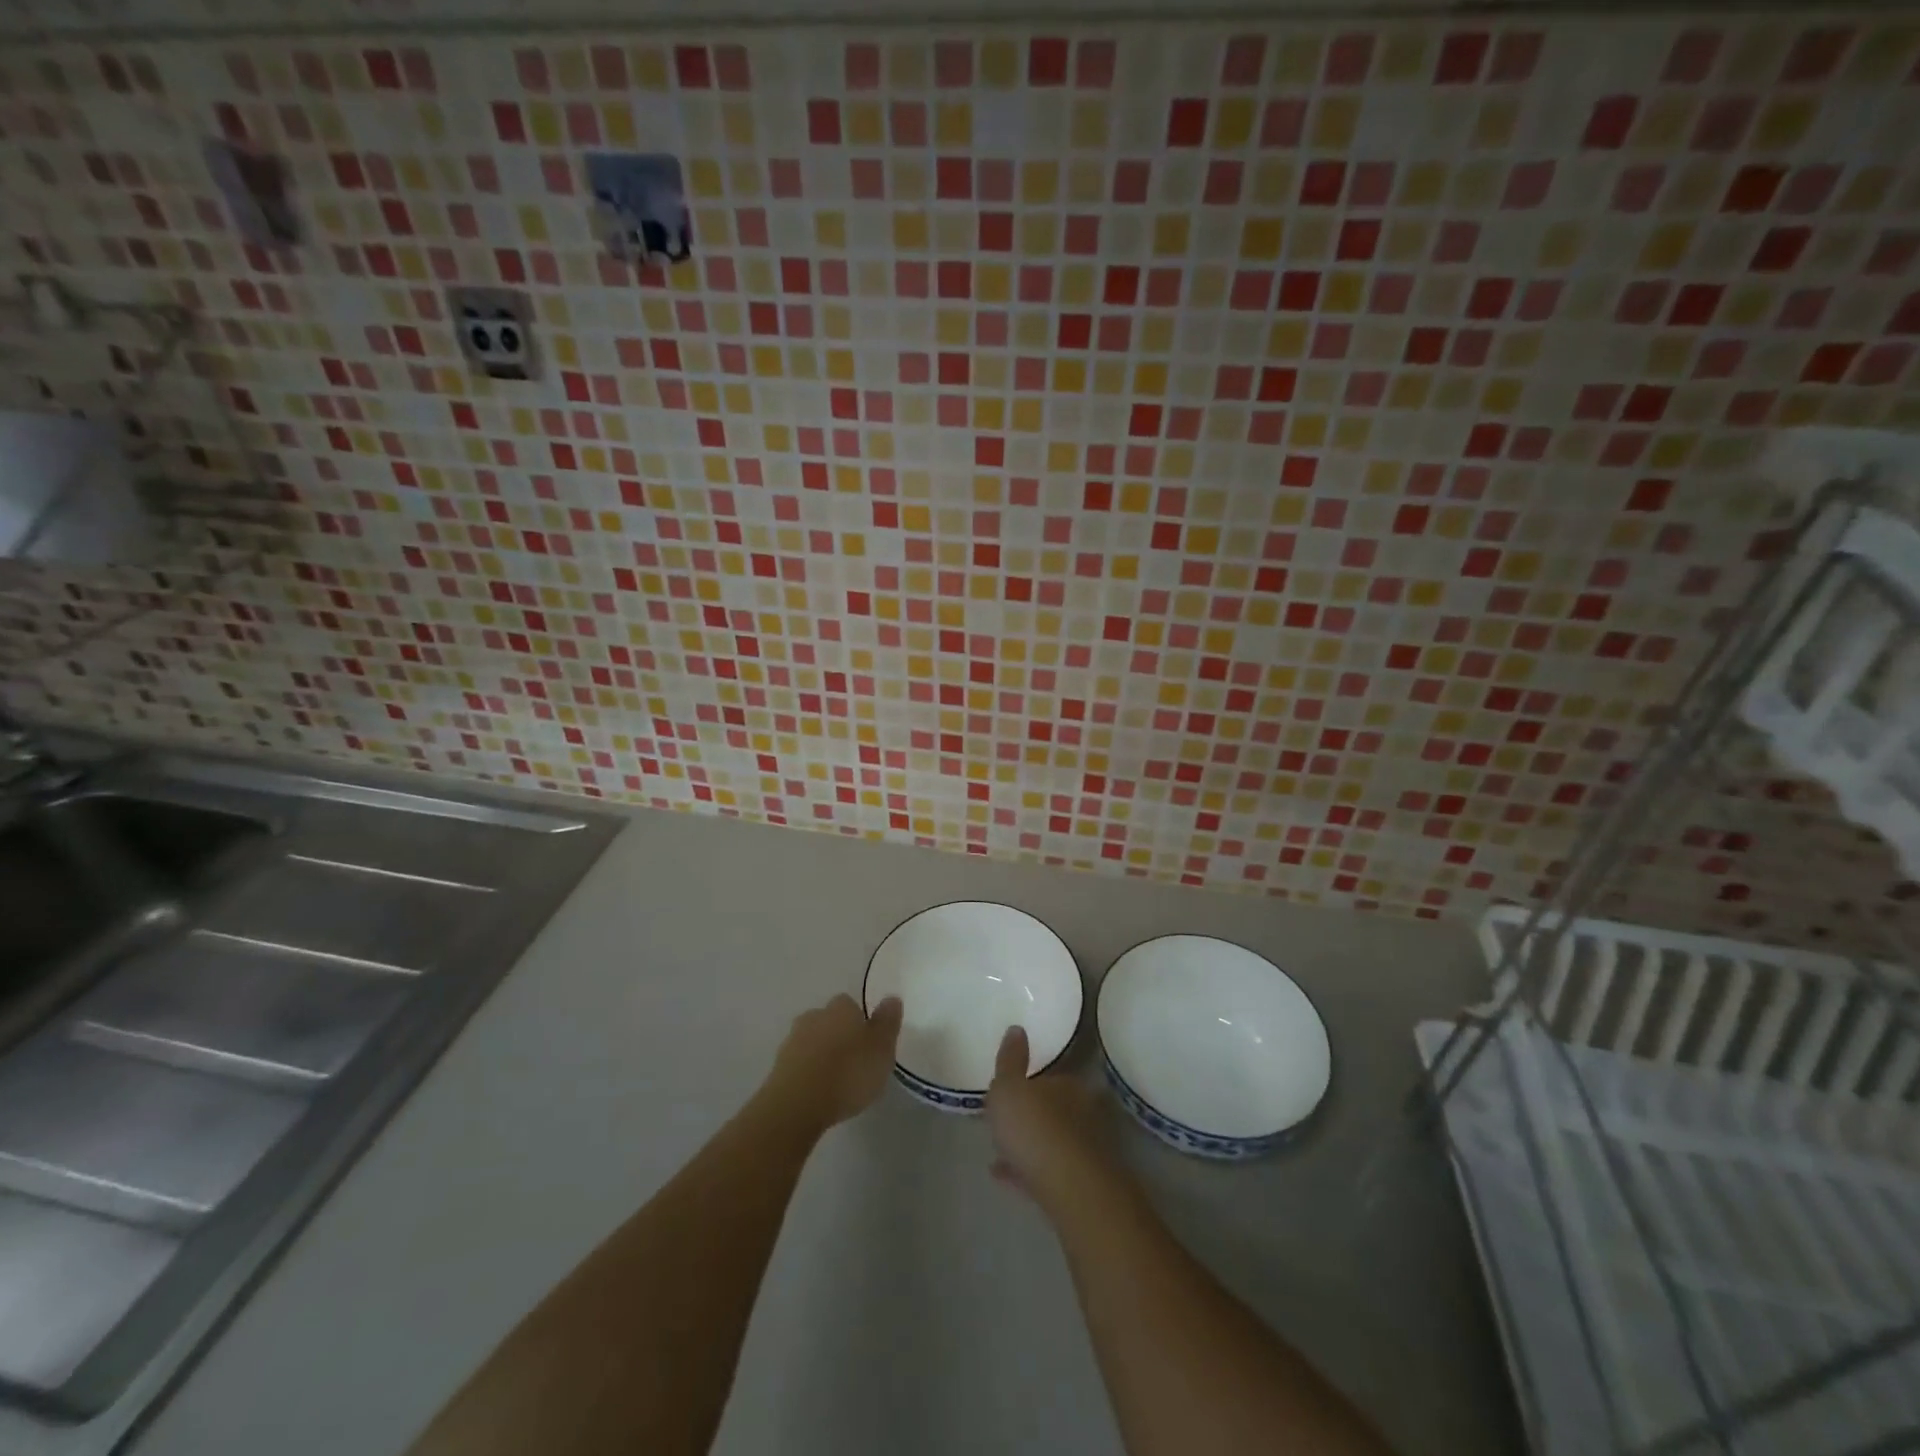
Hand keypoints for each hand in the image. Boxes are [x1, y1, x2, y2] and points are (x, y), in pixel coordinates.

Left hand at [763, 994, 902, 1131]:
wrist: (796, 1105)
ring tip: (835, 1080)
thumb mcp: (881, 1049)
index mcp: (841, 1008)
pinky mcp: (778, 1067)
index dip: (860, 1021)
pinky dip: (808, 1072)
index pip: (851, 1004)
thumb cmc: (847, 1073)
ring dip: (822, 1053)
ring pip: (812, 1040)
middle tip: (853, 1060)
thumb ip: (887, 1023)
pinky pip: (799, 1063)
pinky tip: (818, 1091)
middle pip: (829, 1020)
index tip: (868, 1042)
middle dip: (839, 1035)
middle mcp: (814, 1016)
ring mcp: (792, 1040)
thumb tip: (891, 997)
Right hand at [985, 1026, 1119, 1214]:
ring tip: (999, 1152)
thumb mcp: (1008, 1088)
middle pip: (1055, 1110)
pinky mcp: (1080, 1186)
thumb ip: (1009, 1060)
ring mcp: (1085, 1152)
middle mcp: (1083, 1113)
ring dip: (1030, 1144)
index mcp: (1069, 1085)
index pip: (1053, 1076)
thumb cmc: (1034, 1128)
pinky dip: (1028, 1171)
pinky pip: (1047, 1171)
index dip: (1031, 1082)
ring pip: (1052, 1142)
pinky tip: (1005, 1176)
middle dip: (1033, 1115)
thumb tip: (1017, 1029)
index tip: (1013, 1091)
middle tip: (1006, 1121)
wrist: (1070, 1190)